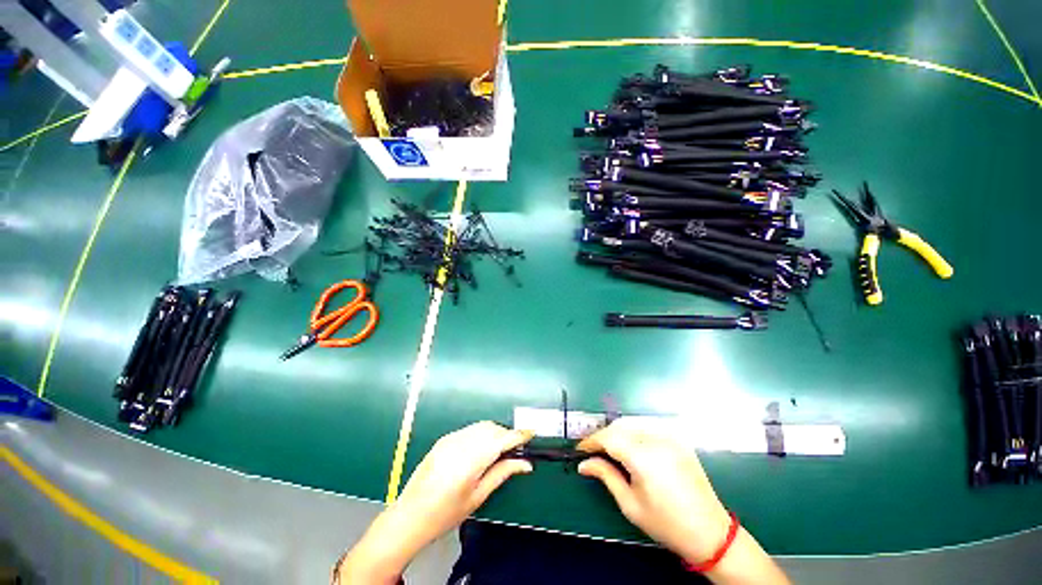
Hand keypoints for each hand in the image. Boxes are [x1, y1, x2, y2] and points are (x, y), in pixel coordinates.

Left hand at [338, 422, 531, 583]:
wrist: (409, 516)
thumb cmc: (445, 513)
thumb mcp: (478, 497)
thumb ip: (502, 474)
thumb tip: (525, 464)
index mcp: (470, 461)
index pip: (501, 439)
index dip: (519, 435)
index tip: (531, 433)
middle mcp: (460, 444)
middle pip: (492, 428)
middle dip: (506, 435)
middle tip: (514, 450)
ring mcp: (450, 439)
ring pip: (481, 426)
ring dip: (494, 433)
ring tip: (497, 451)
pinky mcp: (444, 439)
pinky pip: (469, 430)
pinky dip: (480, 434)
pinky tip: (480, 450)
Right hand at [577, 419, 730, 564]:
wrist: (710, 532)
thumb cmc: (667, 524)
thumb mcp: (630, 504)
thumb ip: (606, 476)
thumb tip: (584, 464)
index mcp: (644, 458)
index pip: (609, 438)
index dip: (591, 441)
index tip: (580, 449)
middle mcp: (657, 440)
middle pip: (619, 426)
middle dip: (603, 436)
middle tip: (593, 451)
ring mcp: (671, 437)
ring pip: (633, 422)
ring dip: (617, 431)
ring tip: (610, 448)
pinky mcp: (679, 439)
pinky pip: (649, 426)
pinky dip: (634, 431)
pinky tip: (631, 445)